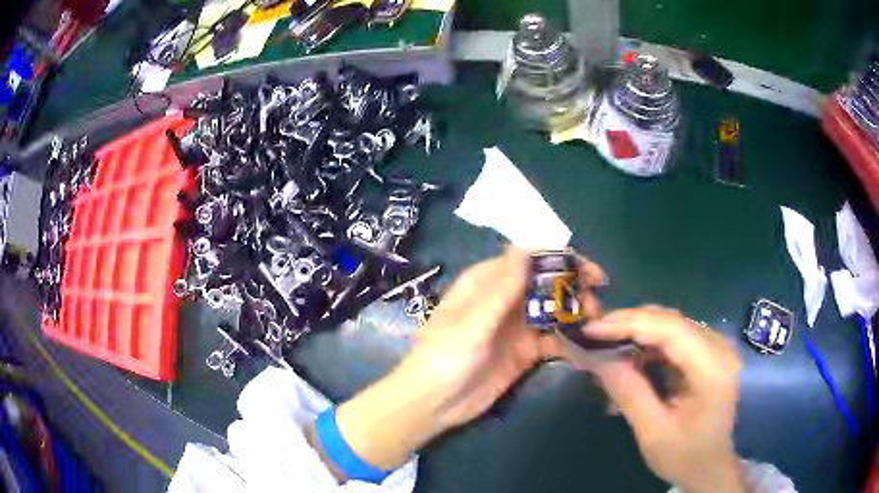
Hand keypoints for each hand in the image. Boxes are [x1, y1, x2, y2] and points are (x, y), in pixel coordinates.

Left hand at [326, 248, 605, 472]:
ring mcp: (516, 326)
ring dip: (576, 311)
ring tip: (596, 321)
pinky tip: (585, 341)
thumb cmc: (444, 358)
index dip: (560, 259)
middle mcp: (505, 299)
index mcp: (486, 283)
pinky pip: (553, 337)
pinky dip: (570, 336)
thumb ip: (501, 289)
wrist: (434, 404)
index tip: (588, 271)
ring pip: (553, 308)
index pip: (528, 259)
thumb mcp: (471, 323)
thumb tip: (526, 248)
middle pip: (546, 282)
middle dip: (573, 286)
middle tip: (597, 300)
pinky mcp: (525, 351)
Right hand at [581, 307, 744, 492]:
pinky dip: (648, 343)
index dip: (628, 323)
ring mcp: (716, 346)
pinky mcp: (709, 352)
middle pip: (670, 320)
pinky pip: (675, 337)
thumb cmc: (684, 455)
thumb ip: (628, 392)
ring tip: (604, 344)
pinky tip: (628, 356)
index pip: (670, 329)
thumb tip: (596, 357)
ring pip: (671, 324)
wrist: (710, 466)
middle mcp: (719, 347)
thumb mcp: (652, 432)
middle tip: (591, 335)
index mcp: (712, 368)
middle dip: (628, 324)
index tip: (590, 329)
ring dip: (636, 332)